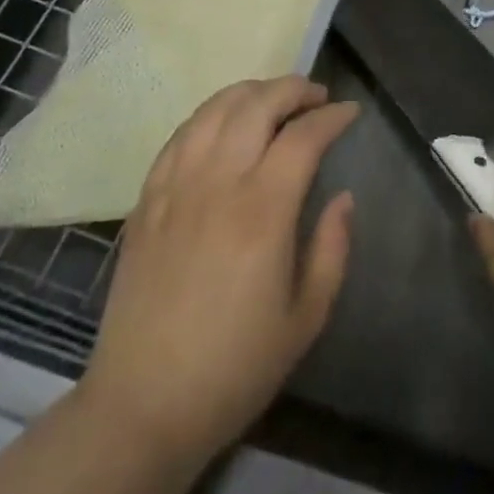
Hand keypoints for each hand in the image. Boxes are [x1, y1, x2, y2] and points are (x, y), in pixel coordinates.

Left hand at [78, 76, 358, 473]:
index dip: (332, 116)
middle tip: (316, 97)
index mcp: (263, 212)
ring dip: (251, 91)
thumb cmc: (234, 368)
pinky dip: (210, 114)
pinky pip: (180, 134)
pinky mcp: (147, 198)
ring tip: (274, 99)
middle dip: (293, 88)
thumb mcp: (306, 318)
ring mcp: (176, 186)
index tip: (350, 112)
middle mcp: (218, 184)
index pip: (303, 137)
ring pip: (215, 109)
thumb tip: (343, 197)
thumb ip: (333, 249)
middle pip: (257, 105)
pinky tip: (224, 123)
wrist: (142, 406)